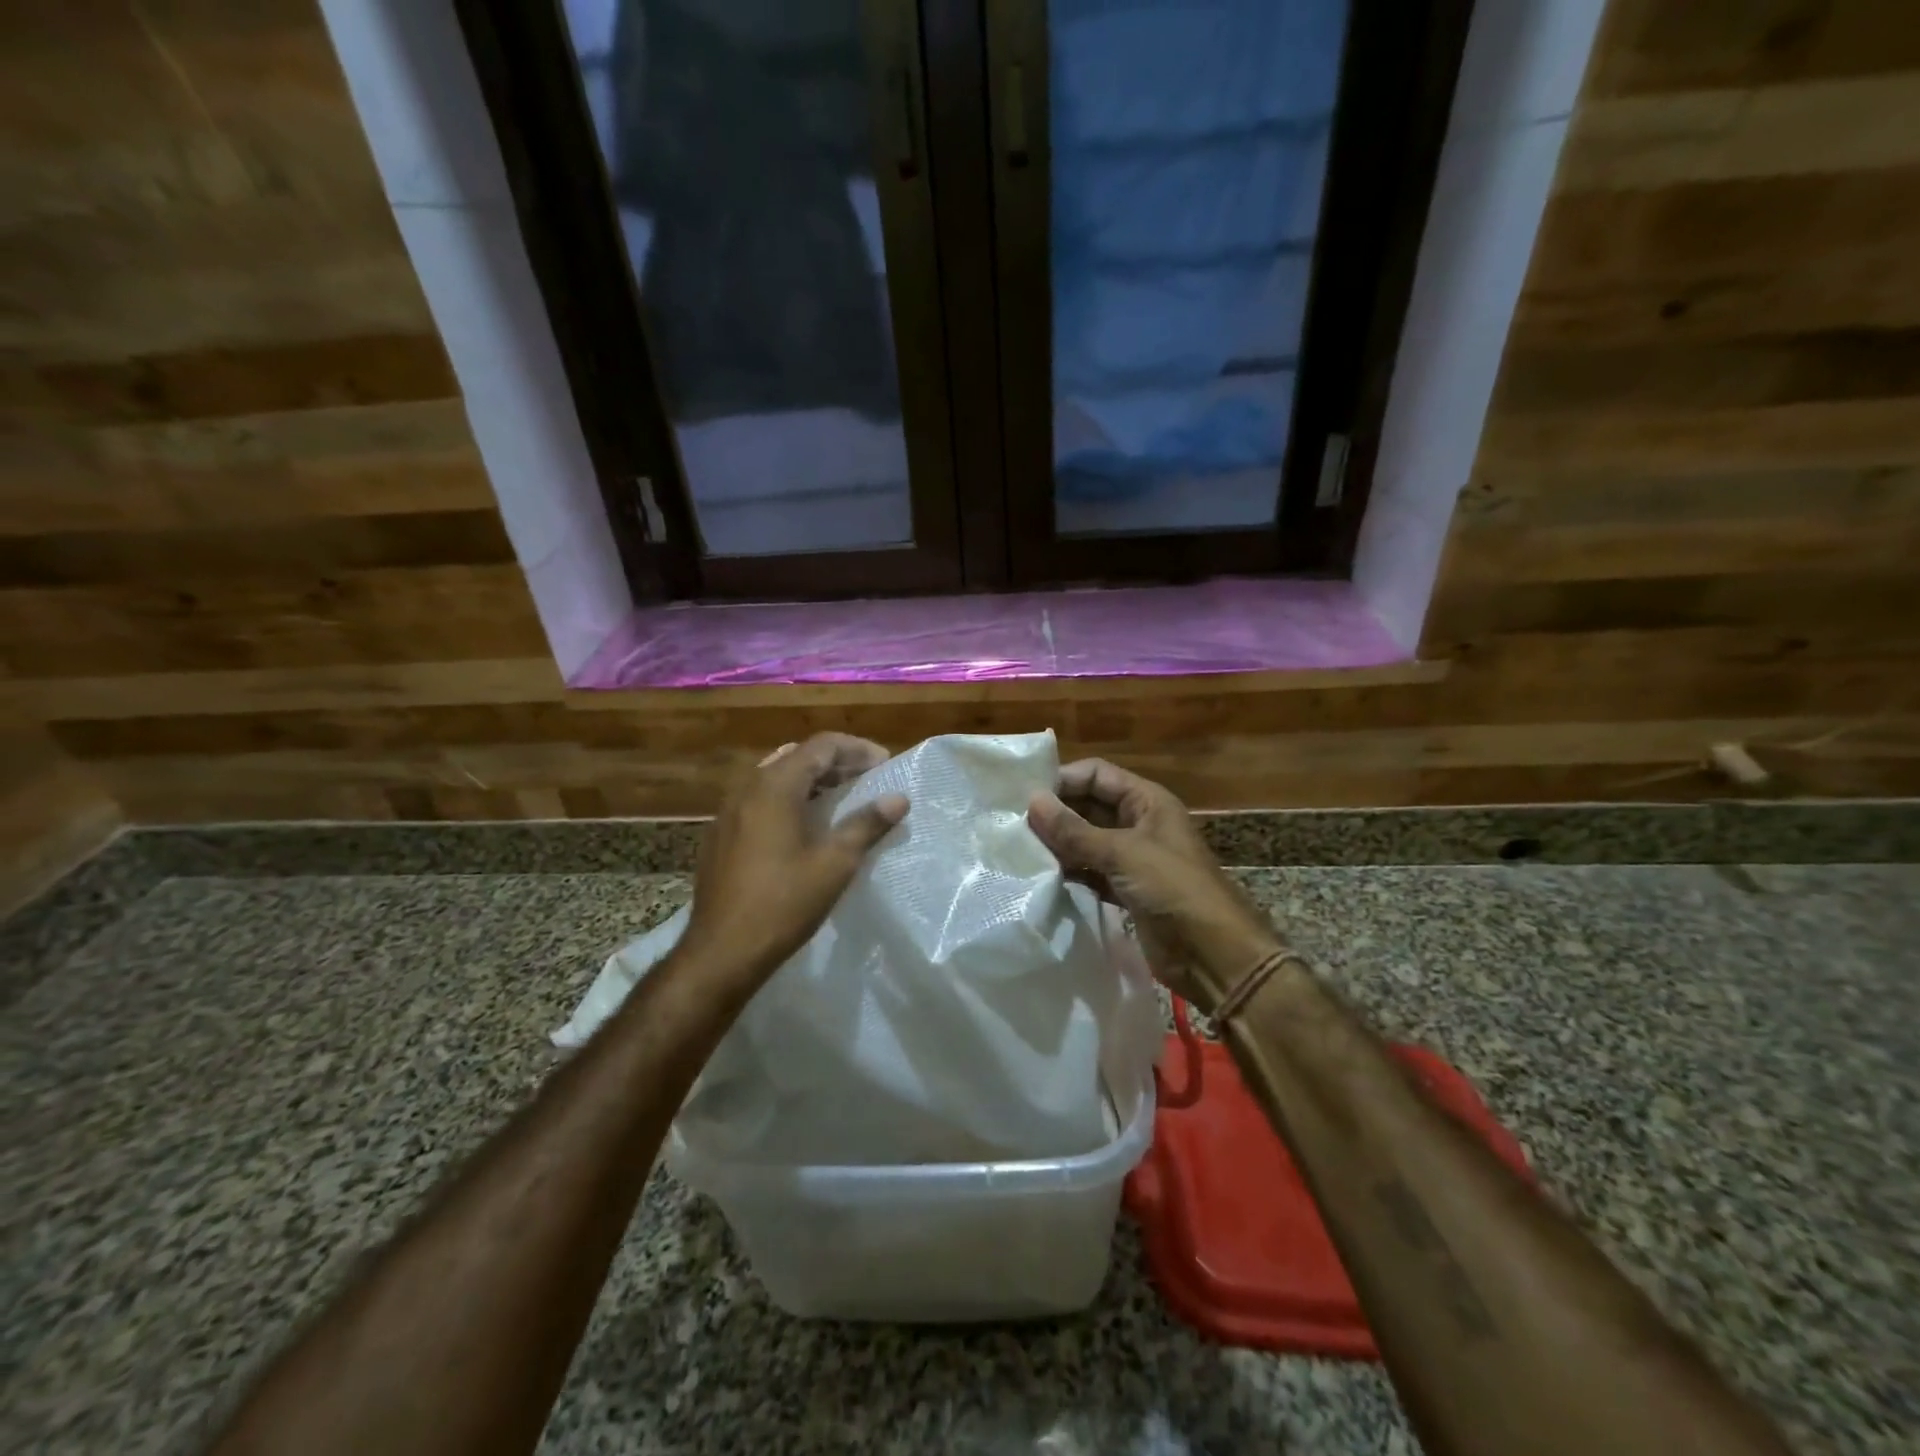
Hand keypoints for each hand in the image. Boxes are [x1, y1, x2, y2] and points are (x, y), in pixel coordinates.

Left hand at [681, 734, 908, 990]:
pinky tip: (805, 825)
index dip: (857, 749)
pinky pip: (760, 799)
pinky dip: (789, 798)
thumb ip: (867, 824)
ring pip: (776, 777)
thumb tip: (898, 798)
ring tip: (842, 797)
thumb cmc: (784, 903)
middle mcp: (747, 788)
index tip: (885, 764)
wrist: (722, 951)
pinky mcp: (722, 834)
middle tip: (867, 778)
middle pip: (797, 756)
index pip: (821, 746)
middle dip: (836, 762)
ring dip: (812, 780)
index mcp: (775, 786)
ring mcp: (729, 811)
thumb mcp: (835, 863)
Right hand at [1029, 759, 1279, 1012]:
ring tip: (1019, 850)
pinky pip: (1090, 871)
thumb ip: (1074, 830)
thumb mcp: (1122, 853)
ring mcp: (1133, 858)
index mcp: (1147, 801)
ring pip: (1087, 840)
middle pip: (1089, 806)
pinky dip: (1070, 872)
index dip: (1063, 780)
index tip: (1024, 796)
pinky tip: (1041, 877)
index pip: (1097, 774)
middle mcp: (1139, 823)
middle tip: (1013, 825)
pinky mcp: (1126, 890)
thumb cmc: (1173, 889)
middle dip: (1056, 814)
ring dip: (1059, 845)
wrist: (1214, 955)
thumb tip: (1032, 801)